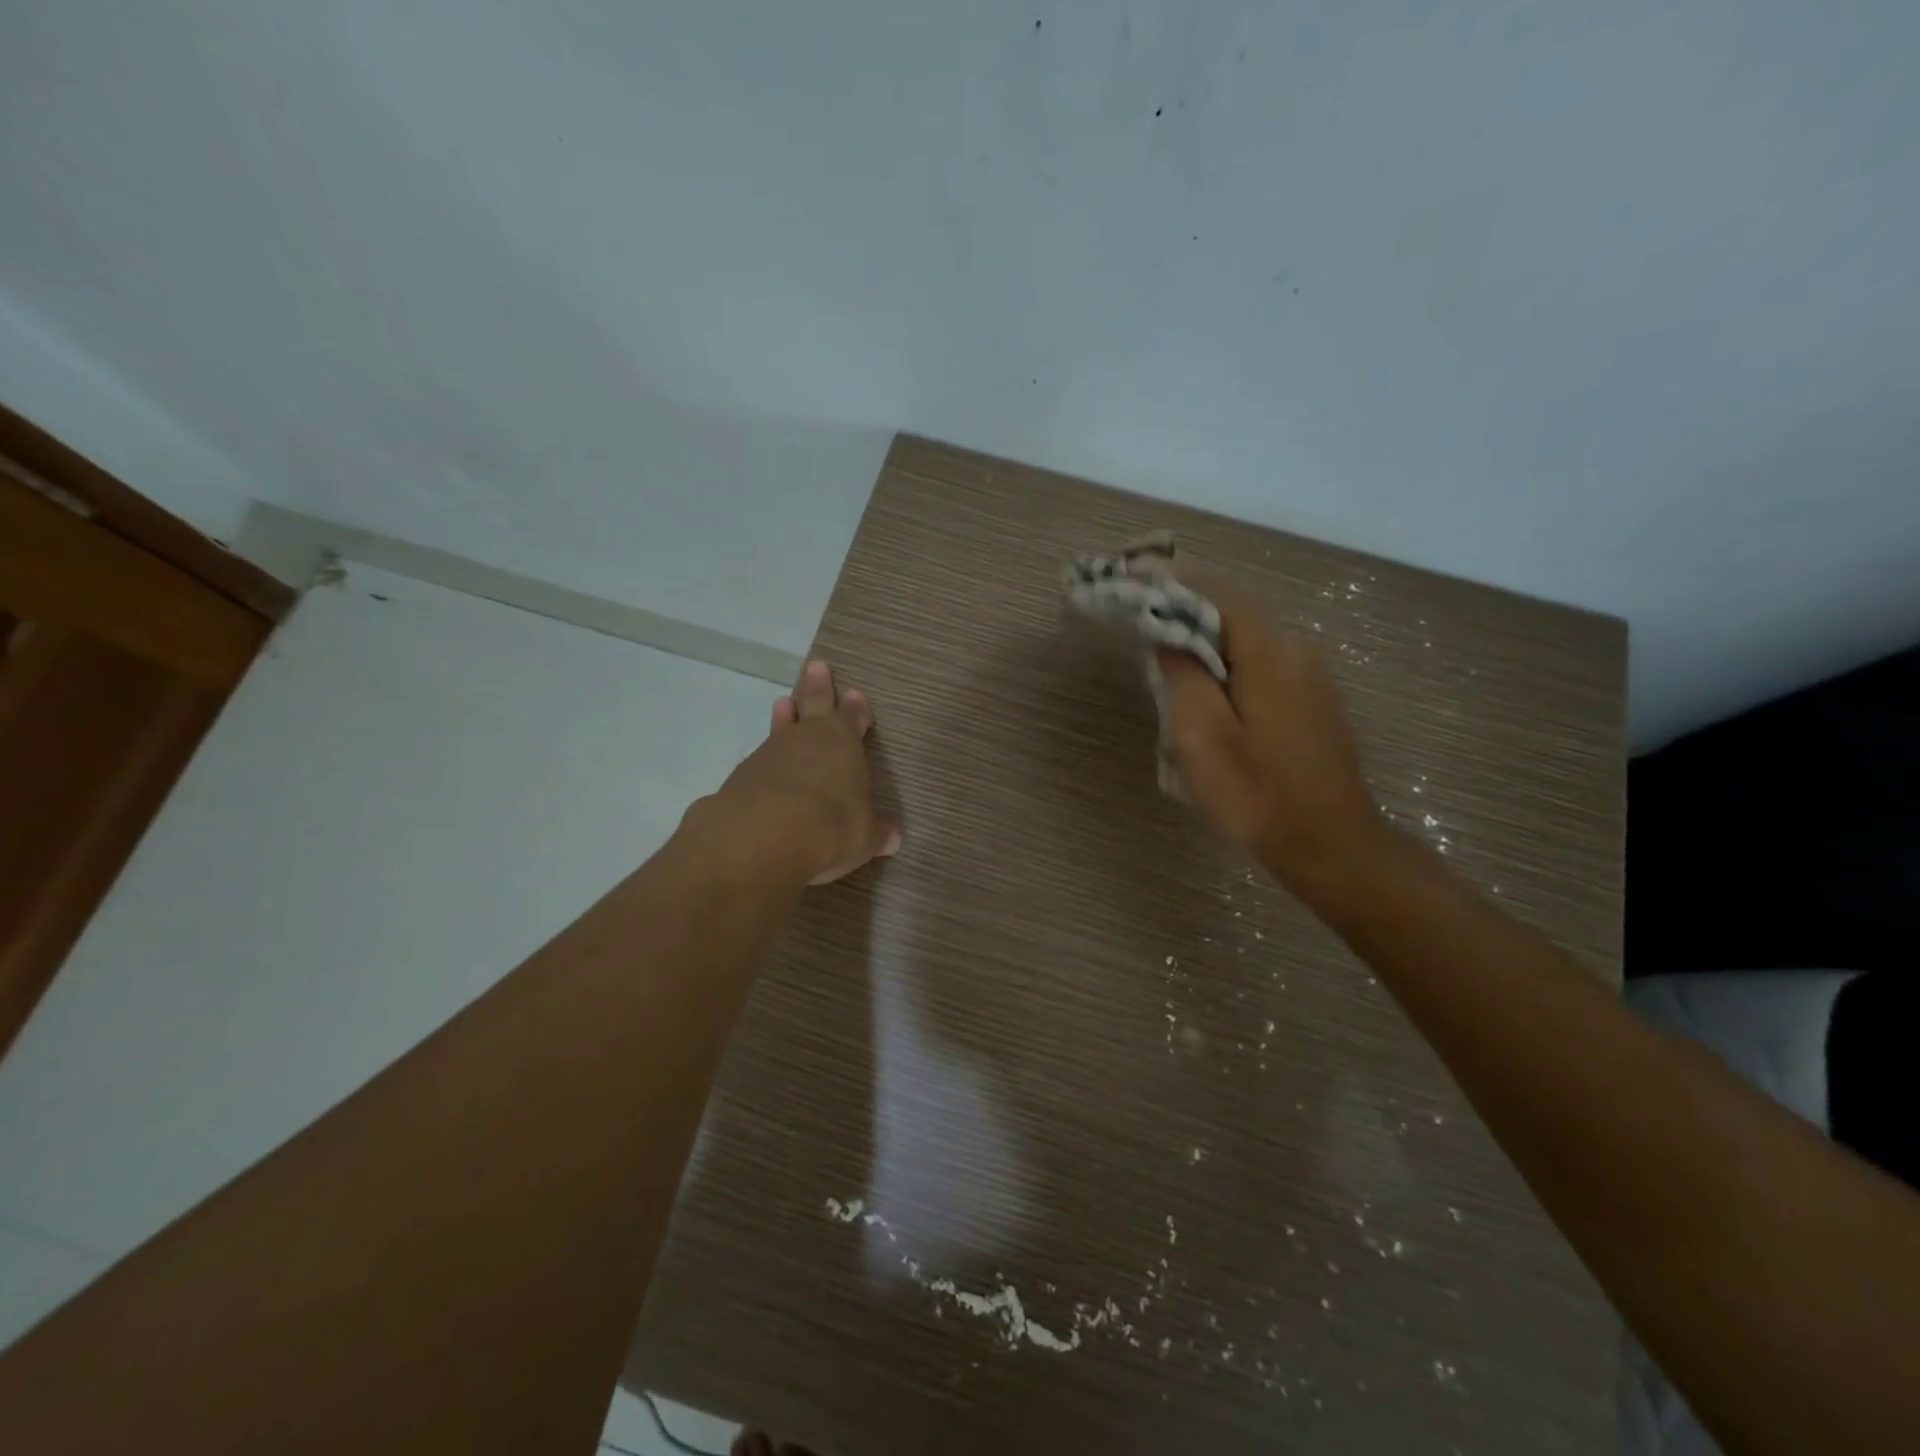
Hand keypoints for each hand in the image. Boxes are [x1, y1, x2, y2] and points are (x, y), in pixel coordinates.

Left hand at [703, 659, 899, 885]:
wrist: (764, 836)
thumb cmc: (831, 826)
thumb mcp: (864, 836)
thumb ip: (875, 833)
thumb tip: (892, 838)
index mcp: (842, 742)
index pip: (852, 718)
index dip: (856, 709)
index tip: (856, 696)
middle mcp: (807, 738)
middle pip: (813, 703)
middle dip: (817, 687)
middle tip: (816, 666)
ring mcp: (771, 753)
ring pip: (781, 727)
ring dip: (785, 716)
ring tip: (783, 702)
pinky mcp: (743, 774)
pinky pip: (760, 758)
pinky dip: (765, 758)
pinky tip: (763, 765)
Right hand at [1154, 574, 1381, 899]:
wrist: (1330, 845)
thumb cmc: (1257, 794)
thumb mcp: (1201, 735)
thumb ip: (1181, 674)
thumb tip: (1166, 632)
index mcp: (1270, 651)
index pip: (1217, 592)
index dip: (1173, 578)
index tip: (1131, 571)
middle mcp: (1296, 649)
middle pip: (1234, 608)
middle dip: (1186, 599)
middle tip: (1138, 602)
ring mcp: (1310, 674)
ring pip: (1247, 634)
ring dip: (1204, 628)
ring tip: (1160, 635)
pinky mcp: (1312, 698)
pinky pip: (1260, 658)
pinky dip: (1225, 653)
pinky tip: (1202, 676)